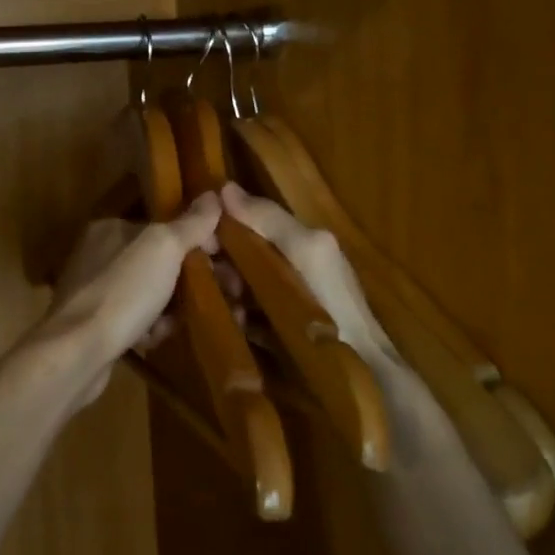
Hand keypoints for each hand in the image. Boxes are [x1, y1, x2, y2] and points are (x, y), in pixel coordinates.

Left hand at [43, 192, 222, 408]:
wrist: (78, 350)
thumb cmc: (123, 291)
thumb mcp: (163, 248)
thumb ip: (190, 223)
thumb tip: (213, 195)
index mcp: (111, 228)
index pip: (164, 226)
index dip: (198, 240)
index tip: (225, 261)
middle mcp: (98, 254)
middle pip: (158, 261)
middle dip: (190, 279)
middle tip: (222, 296)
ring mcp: (94, 290)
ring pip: (149, 292)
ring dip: (172, 307)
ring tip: (186, 320)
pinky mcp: (94, 324)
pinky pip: (135, 319)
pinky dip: (150, 328)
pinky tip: (157, 338)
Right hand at [219, 181, 390, 354]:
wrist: (357, 367)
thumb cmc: (333, 302)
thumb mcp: (306, 250)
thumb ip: (270, 220)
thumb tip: (224, 187)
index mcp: (295, 240)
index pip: (245, 221)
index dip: (220, 226)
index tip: (196, 240)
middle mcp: (284, 264)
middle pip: (236, 253)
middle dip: (221, 265)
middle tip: (215, 283)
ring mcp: (277, 298)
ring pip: (233, 283)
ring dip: (223, 293)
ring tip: (226, 308)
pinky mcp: (271, 329)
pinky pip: (239, 312)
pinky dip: (233, 316)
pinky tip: (233, 324)